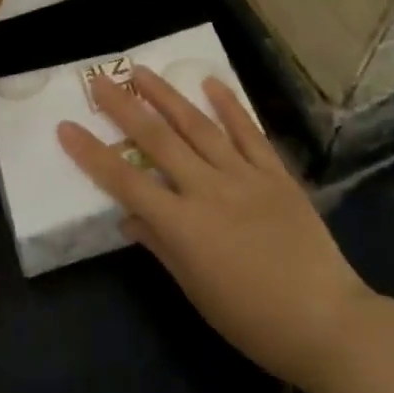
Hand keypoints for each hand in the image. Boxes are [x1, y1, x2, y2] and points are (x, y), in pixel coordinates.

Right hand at [58, 68, 369, 390]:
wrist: (327, 321)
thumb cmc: (252, 320)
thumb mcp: (195, 290)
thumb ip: (160, 246)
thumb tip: (129, 217)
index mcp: (183, 226)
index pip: (125, 181)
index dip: (92, 154)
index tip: (66, 127)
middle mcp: (209, 190)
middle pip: (158, 140)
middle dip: (125, 108)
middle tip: (100, 81)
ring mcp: (245, 177)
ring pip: (198, 126)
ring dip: (168, 95)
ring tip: (142, 71)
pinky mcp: (276, 174)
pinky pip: (249, 132)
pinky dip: (229, 105)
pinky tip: (211, 82)